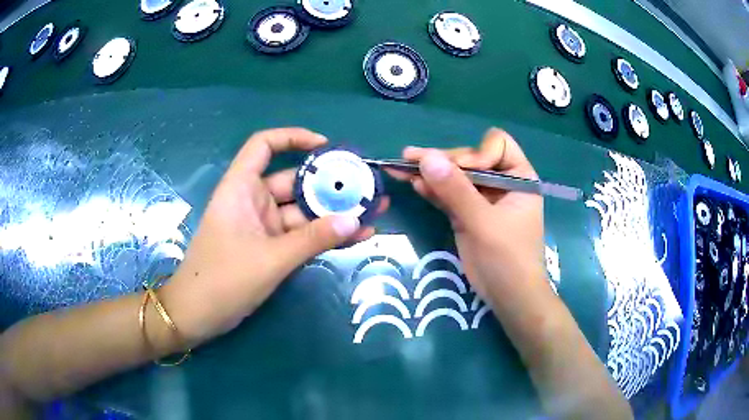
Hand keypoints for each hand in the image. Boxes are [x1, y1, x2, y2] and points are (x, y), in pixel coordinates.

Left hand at [162, 128, 387, 345]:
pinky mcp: (270, 248)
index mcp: (242, 188)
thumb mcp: (271, 259)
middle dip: (331, 184)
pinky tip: (356, 236)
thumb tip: (356, 220)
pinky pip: (301, 236)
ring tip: (374, 211)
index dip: (293, 138)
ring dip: (334, 213)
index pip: (264, 145)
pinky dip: (324, 236)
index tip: (326, 147)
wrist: (197, 316)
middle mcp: (253, 201)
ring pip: (302, 212)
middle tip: (369, 187)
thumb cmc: (223, 280)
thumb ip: (313, 239)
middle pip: (294, 181)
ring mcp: (263, 226)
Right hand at [388, 128, 544, 305]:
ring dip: (431, 173)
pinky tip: (414, 184)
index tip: (461, 171)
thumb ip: (456, 190)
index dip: (476, 153)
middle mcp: (501, 183)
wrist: (509, 297)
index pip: (496, 145)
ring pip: (455, 177)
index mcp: (518, 177)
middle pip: (469, 159)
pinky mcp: (468, 214)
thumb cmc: (508, 259)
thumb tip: (427, 157)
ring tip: (401, 166)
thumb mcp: (483, 223)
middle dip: (443, 161)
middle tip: (410, 158)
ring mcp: (483, 199)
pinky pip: (449, 196)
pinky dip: (433, 190)